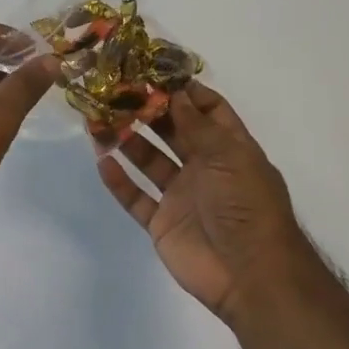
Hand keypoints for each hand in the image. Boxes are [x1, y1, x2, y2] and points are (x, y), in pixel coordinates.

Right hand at [98, 83, 308, 323]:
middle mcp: (205, 168)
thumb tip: (175, 93)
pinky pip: (136, 198)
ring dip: (127, 142)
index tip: (153, 73)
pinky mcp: (163, 223)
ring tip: (98, 121)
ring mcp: (182, 196)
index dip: (184, 92)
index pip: (208, 111)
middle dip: (147, 112)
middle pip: (172, 132)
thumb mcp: (229, 156)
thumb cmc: (246, 206)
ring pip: (149, 162)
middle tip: (115, 92)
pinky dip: (119, 182)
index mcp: (229, 149)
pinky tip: (102, 162)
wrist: (250, 275)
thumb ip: (197, 125)